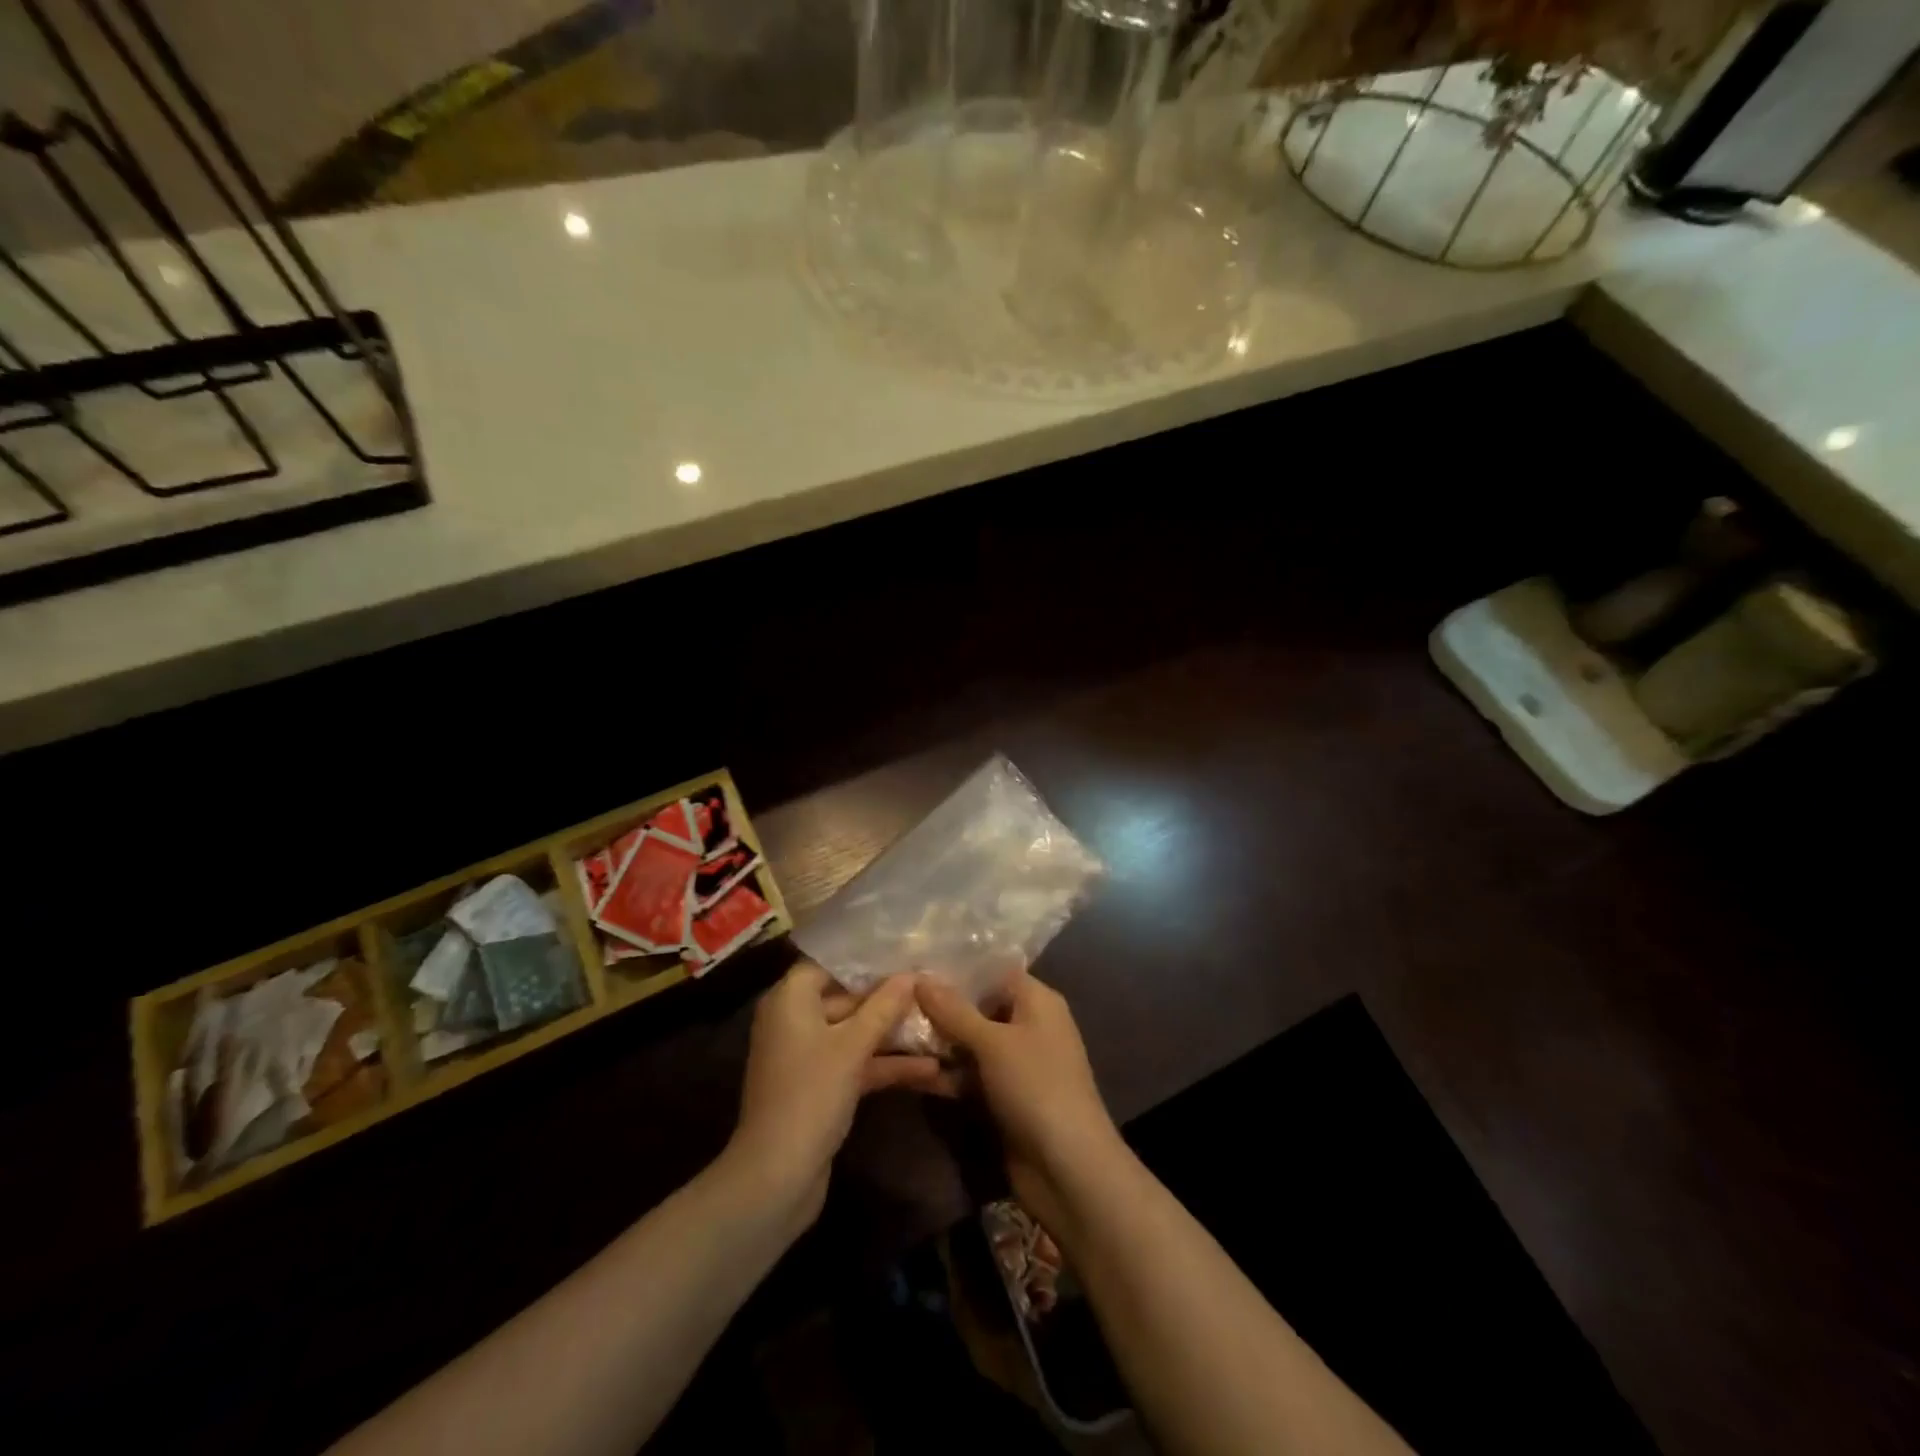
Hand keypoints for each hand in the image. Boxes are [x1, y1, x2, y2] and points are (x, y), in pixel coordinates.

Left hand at [726, 962, 943, 1227]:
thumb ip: (883, 1007)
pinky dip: (885, 1065)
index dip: (865, 960)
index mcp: (790, 1000)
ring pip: (855, 1034)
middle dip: (888, 998)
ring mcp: (808, 1057)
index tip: (904, 953)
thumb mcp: (852, 1047)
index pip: (828, 964)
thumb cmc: (810, 1094)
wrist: (776, 1177)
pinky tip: (930, 1069)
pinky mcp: (821, 1088)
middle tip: (931, 987)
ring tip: (940, 1024)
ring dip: (893, 1035)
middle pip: (845, 998)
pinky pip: (855, 1063)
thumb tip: (911, 974)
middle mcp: (795, 1022)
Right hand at [915, 969, 1124, 1232]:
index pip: (994, 970)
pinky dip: (946, 1073)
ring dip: (938, 1042)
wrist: (1068, 1168)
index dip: (958, 967)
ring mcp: (1015, 1063)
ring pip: (970, 1043)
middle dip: (940, 1006)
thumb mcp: (992, 1042)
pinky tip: (907, 1070)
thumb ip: (954, 1010)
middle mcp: (1028, 1025)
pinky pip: (970, 1075)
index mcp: (1037, 1001)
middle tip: (894, 997)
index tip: (916, 962)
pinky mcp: (1003, 1096)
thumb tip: (919, 976)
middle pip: (978, 1007)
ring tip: (890, 1031)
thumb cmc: (1036, 1086)